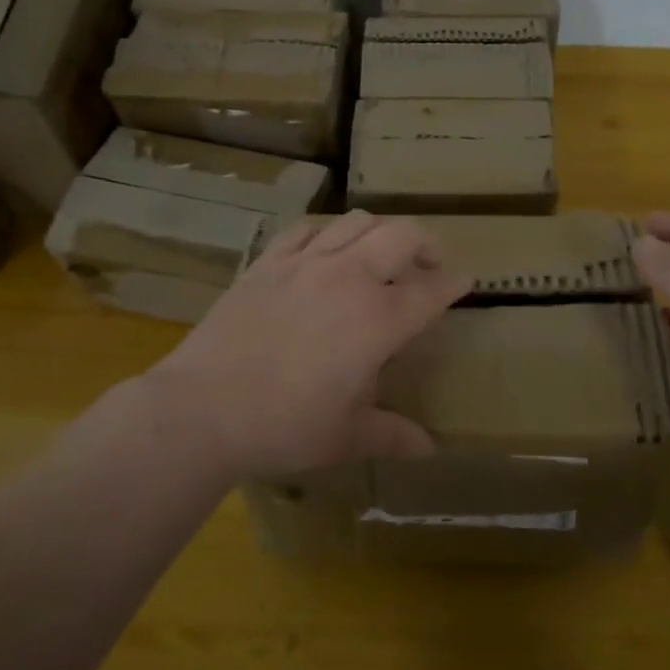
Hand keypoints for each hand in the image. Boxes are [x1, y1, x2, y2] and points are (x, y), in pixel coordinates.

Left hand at [142, 212, 470, 481]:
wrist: (202, 408)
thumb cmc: (284, 426)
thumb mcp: (346, 437)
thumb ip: (392, 435)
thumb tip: (429, 448)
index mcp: (378, 319)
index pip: (431, 290)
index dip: (455, 283)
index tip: (467, 280)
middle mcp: (349, 278)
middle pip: (402, 234)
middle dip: (427, 243)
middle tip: (431, 263)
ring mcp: (306, 263)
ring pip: (357, 222)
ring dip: (380, 232)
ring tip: (380, 253)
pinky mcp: (268, 262)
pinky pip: (306, 228)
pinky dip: (327, 231)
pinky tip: (325, 247)